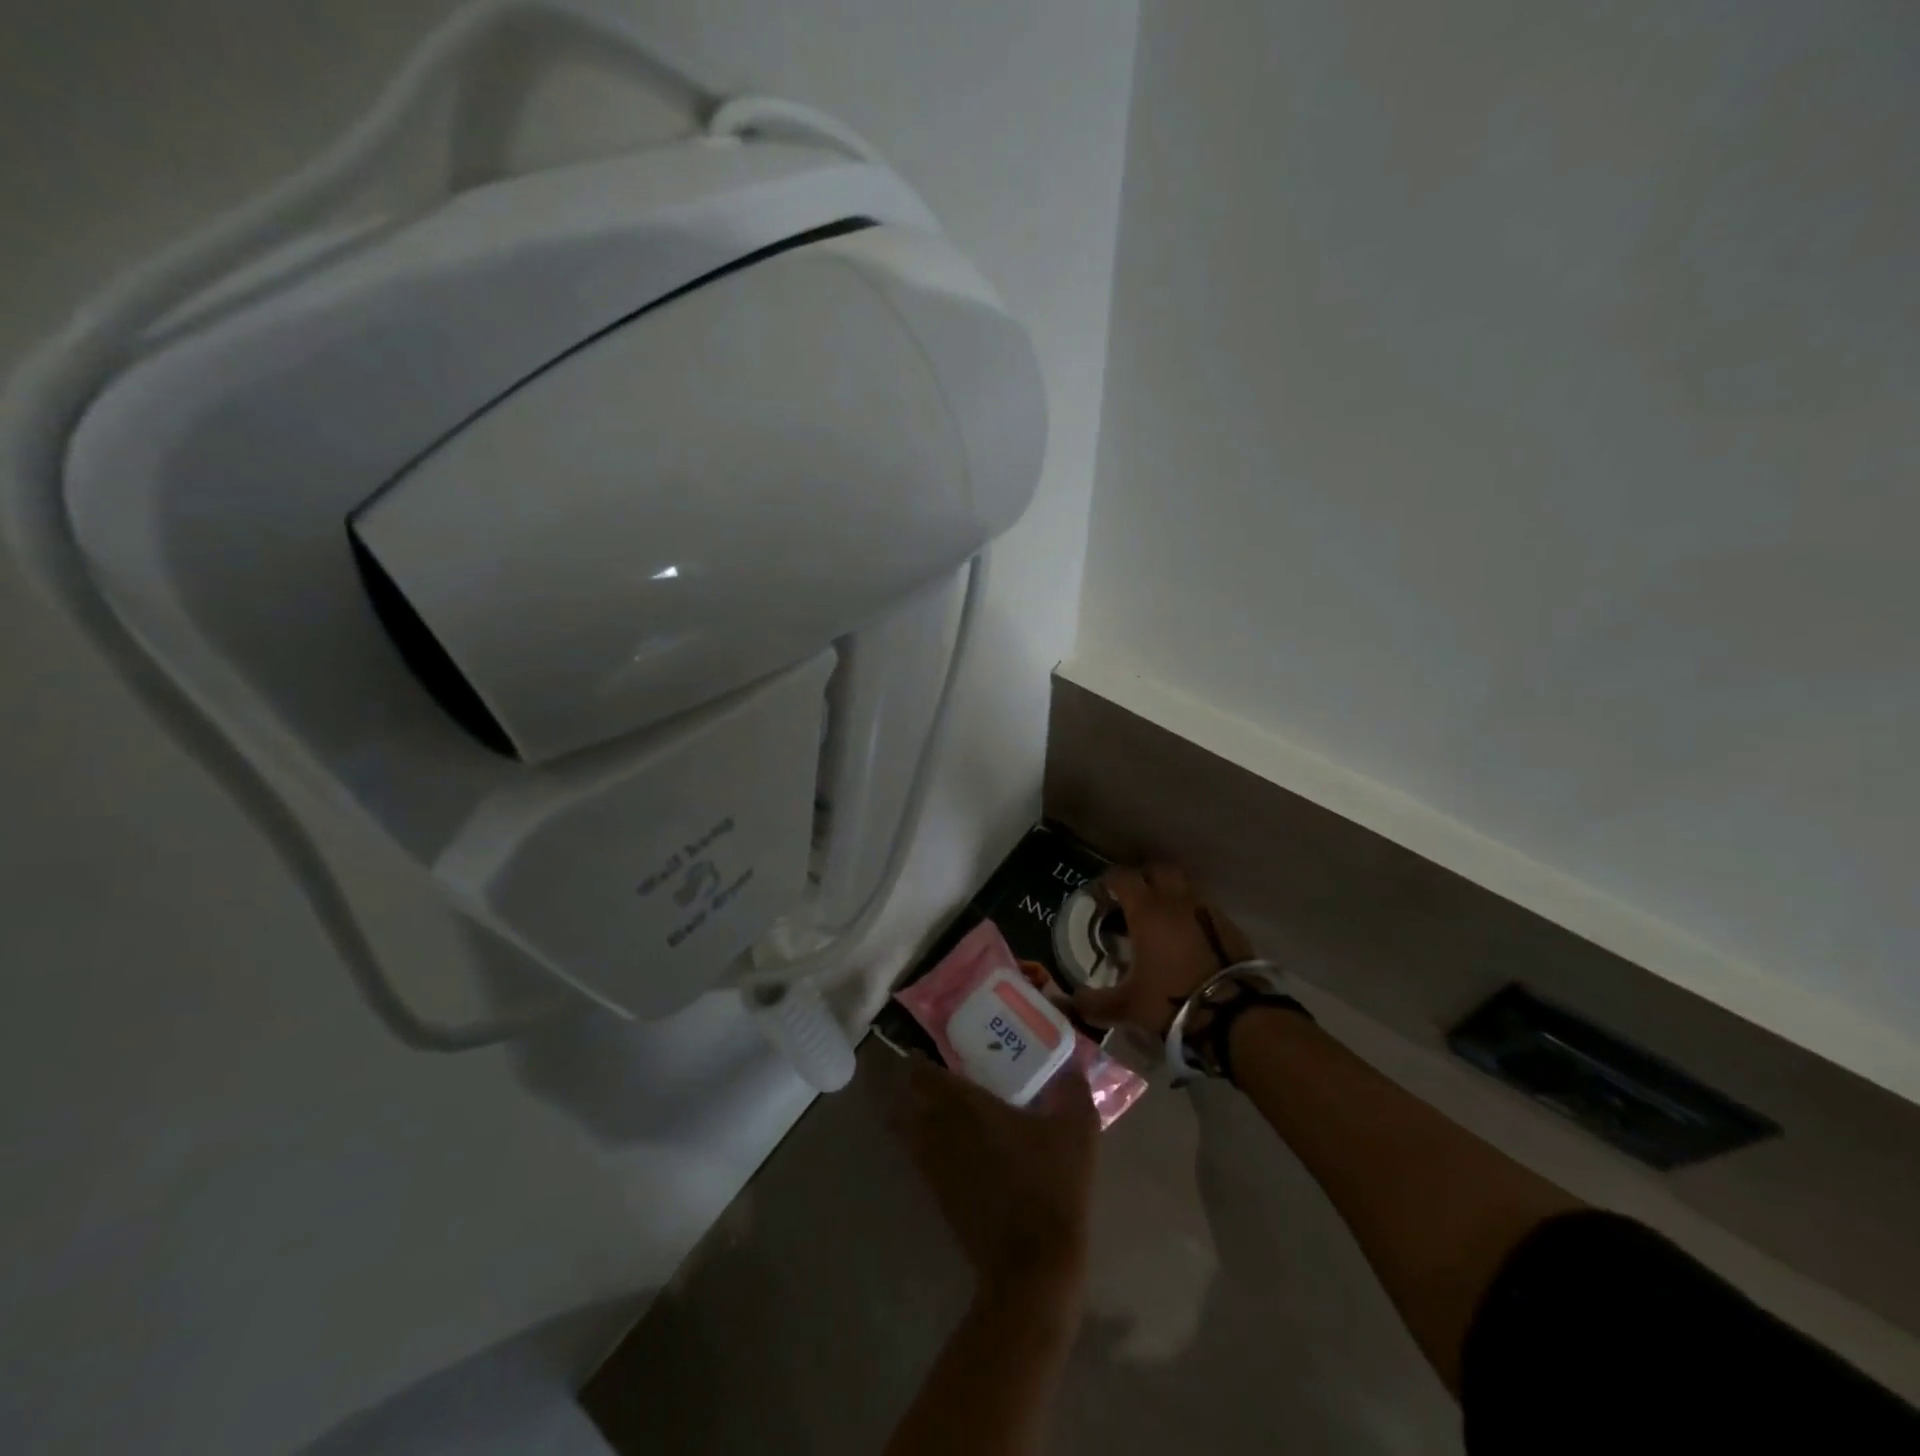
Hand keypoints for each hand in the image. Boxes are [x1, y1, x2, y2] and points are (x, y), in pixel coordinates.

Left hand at [893, 1056, 1098, 1296]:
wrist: (1033, 1264)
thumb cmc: (1051, 1185)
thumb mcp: (1077, 1132)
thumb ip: (1074, 1092)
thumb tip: (1073, 1066)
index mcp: (967, 1107)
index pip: (924, 1075)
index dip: (918, 1061)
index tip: (925, 1050)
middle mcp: (942, 1131)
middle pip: (908, 1102)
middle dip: (911, 1087)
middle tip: (931, 1075)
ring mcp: (936, 1168)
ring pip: (909, 1133)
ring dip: (912, 1117)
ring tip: (933, 1106)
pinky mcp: (939, 1199)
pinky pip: (920, 1161)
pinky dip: (924, 1147)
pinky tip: (948, 1147)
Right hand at [1072, 864, 1254, 1034]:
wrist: (1235, 1015)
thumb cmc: (1172, 1000)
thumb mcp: (1127, 1006)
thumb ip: (1095, 1002)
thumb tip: (1072, 1001)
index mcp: (1147, 910)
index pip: (1123, 878)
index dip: (1108, 881)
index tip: (1100, 894)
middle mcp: (1176, 901)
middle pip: (1158, 870)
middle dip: (1143, 878)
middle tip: (1132, 900)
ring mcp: (1207, 910)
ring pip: (1184, 887)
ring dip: (1170, 895)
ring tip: (1159, 921)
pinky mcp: (1229, 927)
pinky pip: (1204, 908)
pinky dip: (1191, 915)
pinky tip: (1186, 940)